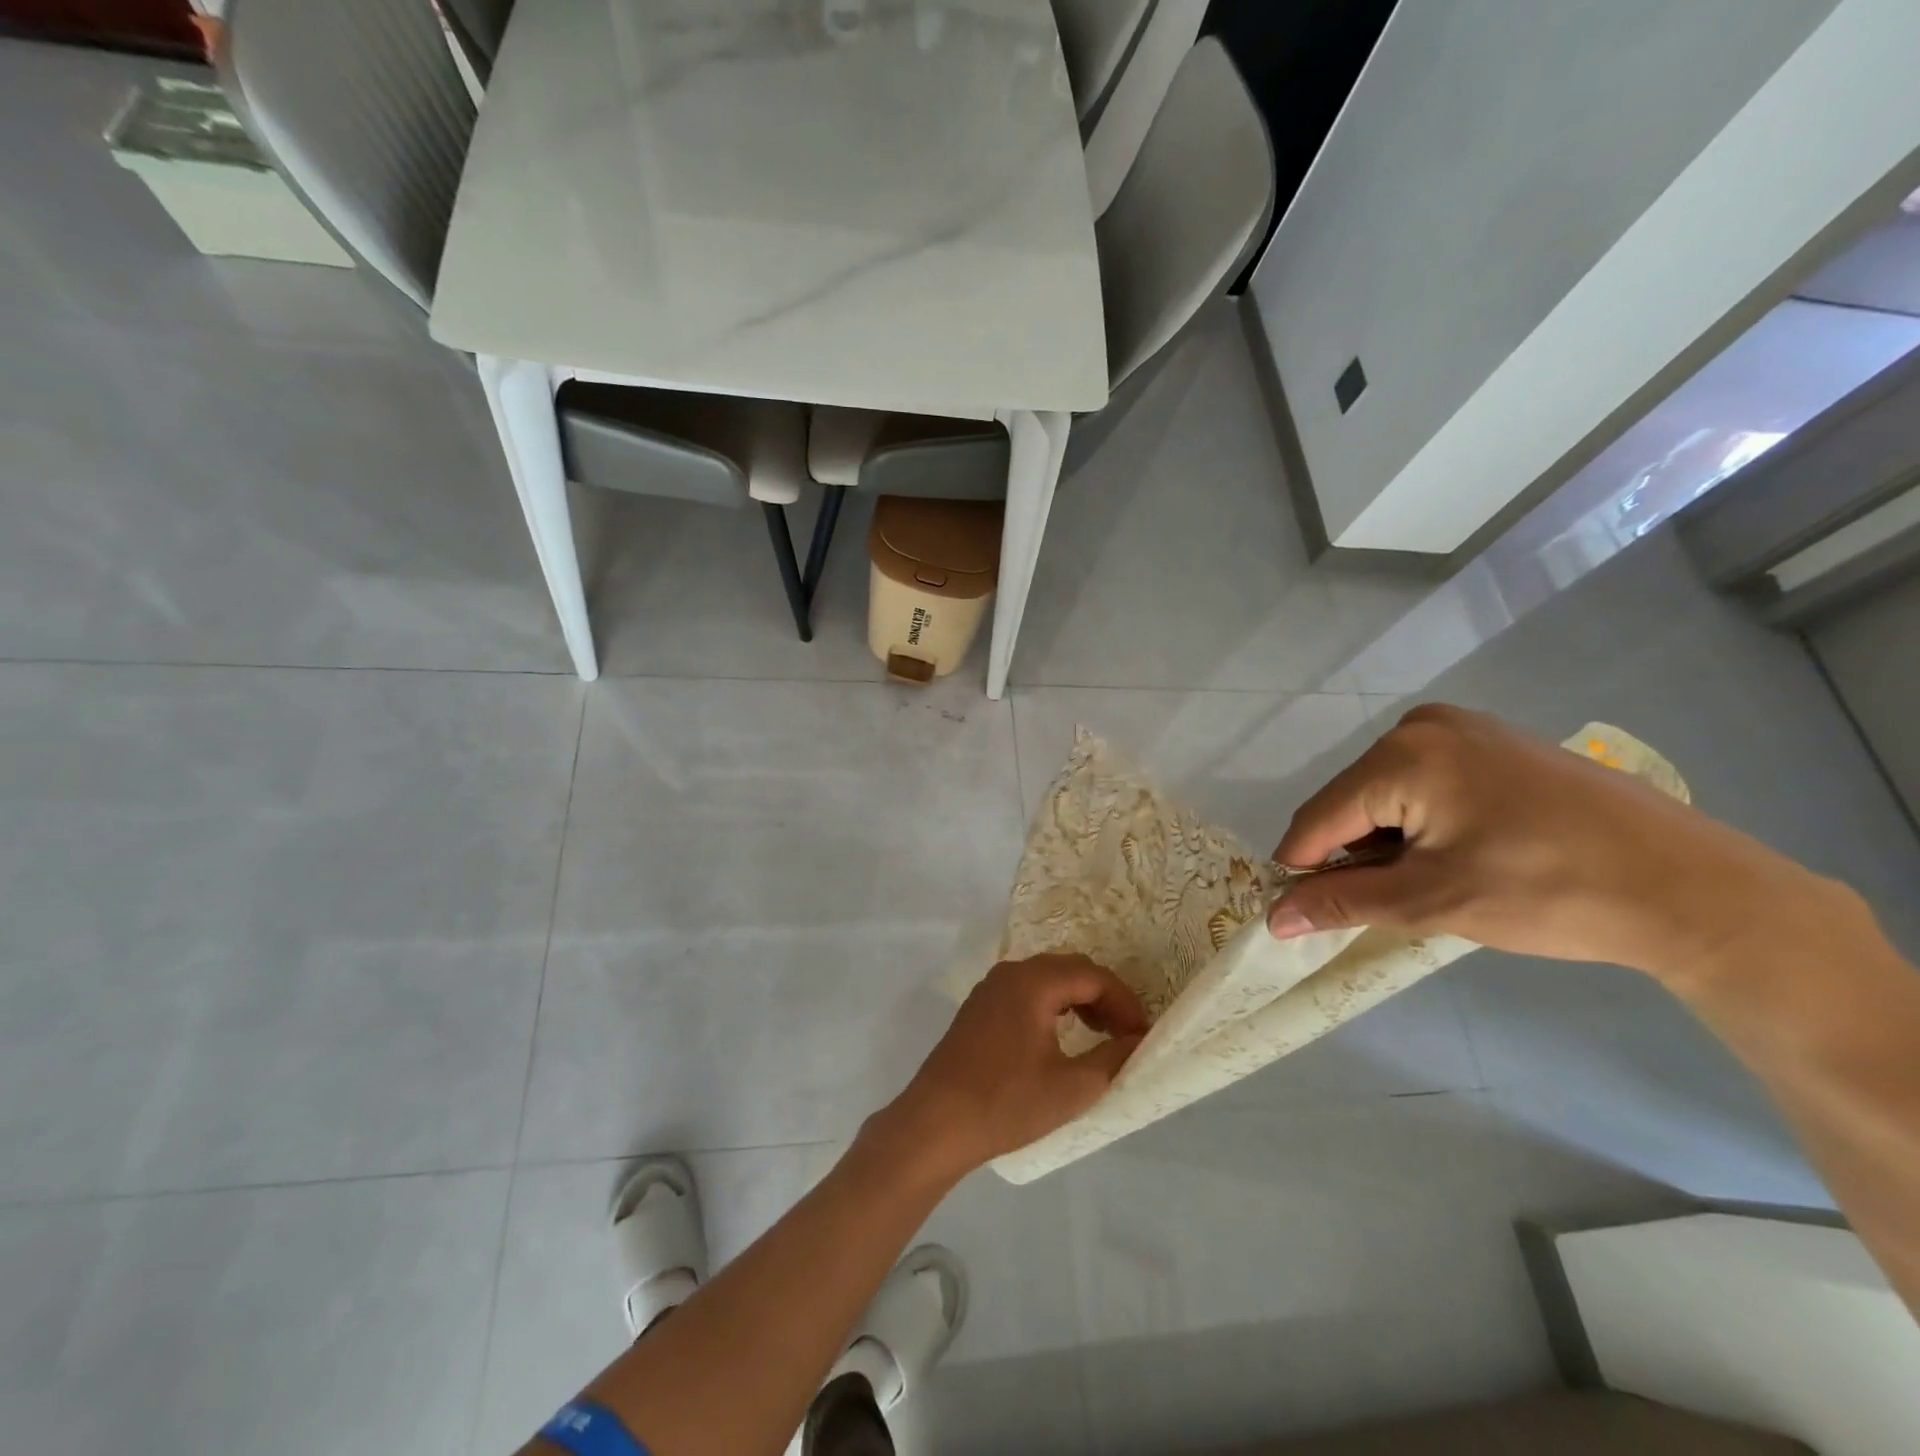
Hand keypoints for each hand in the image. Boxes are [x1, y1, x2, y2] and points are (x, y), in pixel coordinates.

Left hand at [879, 955, 1148, 1179]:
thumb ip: (1113, 1058)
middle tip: (1124, 1033)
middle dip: (1103, 997)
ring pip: (1046, 978)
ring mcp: (990, 988)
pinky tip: (1060, 1035)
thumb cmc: (1007, 1103)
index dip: (1124, 1001)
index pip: (1092, 976)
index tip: (1141, 1034)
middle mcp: (1011, 973)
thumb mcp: (1071, 1087)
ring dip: (1077, 999)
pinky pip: (1026, 991)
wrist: (936, 1122)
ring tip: (1099, 1034)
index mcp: (1033, 982)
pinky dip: (1052, 1005)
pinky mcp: (979, 1007)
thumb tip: (1138, 1041)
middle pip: (1069, 969)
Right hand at [1266, 704, 1841, 985]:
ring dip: (1389, 841)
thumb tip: (1274, 918)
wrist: (1693, 888)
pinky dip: (1422, 823)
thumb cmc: (1551, 892)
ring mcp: (1463, 727)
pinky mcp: (1494, 741)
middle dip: (1355, 855)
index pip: (1318, 818)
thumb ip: (1342, 902)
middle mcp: (1421, 726)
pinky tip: (1464, 854)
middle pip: (1351, 803)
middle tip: (1396, 904)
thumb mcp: (1431, 902)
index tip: (1303, 914)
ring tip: (1437, 882)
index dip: (1304, 870)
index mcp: (1401, 755)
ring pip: (1386, 794)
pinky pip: (1424, 782)